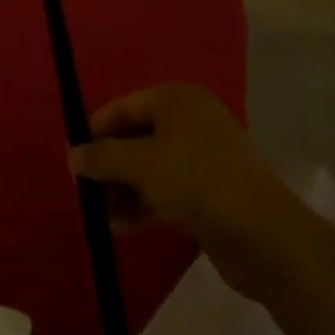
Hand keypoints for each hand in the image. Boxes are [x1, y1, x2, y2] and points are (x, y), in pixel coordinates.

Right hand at [70, 84, 292, 293]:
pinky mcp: (209, 192)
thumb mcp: (140, 164)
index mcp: (176, 99)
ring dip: (121, 189)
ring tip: (97, 215)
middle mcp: (190, 121)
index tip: (70, 159)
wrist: (264, 235)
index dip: (93, 132)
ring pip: (149, 167)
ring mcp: (202, 158)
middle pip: (135, 137)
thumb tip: (73, 155)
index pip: (122, 107)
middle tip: (82, 191)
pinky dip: (142, 204)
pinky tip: (118, 228)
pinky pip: (165, 191)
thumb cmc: (196, 182)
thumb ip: (102, 157)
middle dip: (107, 165)